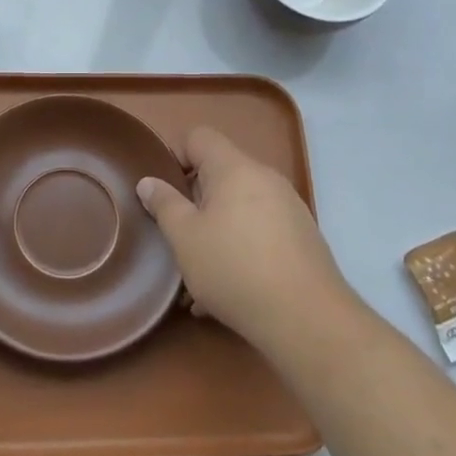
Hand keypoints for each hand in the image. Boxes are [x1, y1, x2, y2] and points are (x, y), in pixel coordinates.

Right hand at [136, 127, 349, 353]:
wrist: (307, 318)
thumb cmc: (235, 268)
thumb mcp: (185, 238)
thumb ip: (164, 205)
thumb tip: (148, 182)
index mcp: (234, 168)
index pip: (199, 137)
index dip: (176, 156)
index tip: (165, 193)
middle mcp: (265, 177)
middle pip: (220, 173)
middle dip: (195, 201)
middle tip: (179, 235)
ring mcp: (288, 207)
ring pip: (239, 207)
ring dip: (216, 230)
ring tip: (199, 274)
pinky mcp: (302, 237)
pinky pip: (260, 230)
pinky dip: (240, 248)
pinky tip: (227, 291)